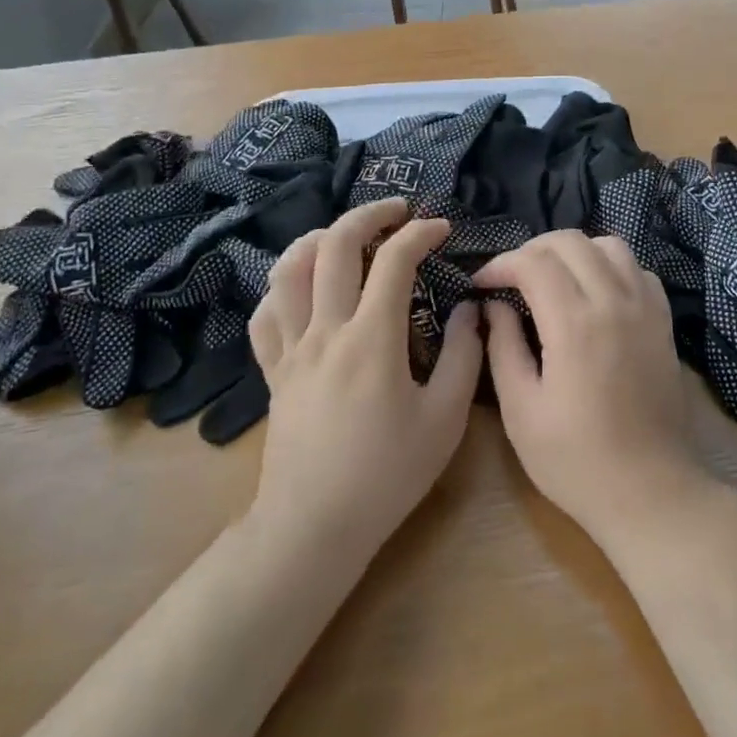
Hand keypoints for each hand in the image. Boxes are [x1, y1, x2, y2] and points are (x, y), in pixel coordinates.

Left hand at [248, 199, 482, 563]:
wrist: (315, 526)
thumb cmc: (387, 475)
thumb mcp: (444, 420)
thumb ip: (464, 357)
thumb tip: (471, 310)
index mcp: (372, 338)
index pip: (394, 260)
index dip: (420, 233)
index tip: (441, 229)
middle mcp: (325, 330)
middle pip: (334, 246)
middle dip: (368, 215)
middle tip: (396, 210)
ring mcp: (291, 348)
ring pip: (288, 270)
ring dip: (318, 239)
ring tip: (344, 235)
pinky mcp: (272, 371)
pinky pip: (265, 314)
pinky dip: (282, 287)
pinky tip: (301, 288)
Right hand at [476, 232, 710, 549]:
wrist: (650, 491)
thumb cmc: (575, 460)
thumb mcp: (521, 410)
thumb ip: (503, 347)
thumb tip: (492, 306)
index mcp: (574, 324)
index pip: (533, 262)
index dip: (500, 264)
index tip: (481, 284)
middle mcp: (614, 302)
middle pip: (570, 242)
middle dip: (532, 250)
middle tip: (510, 279)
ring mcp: (645, 308)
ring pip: (609, 245)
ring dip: (574, 251)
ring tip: (551, 277)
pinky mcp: (663, 322)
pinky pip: (638, 269)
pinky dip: (610, 266)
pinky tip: (594, 292)